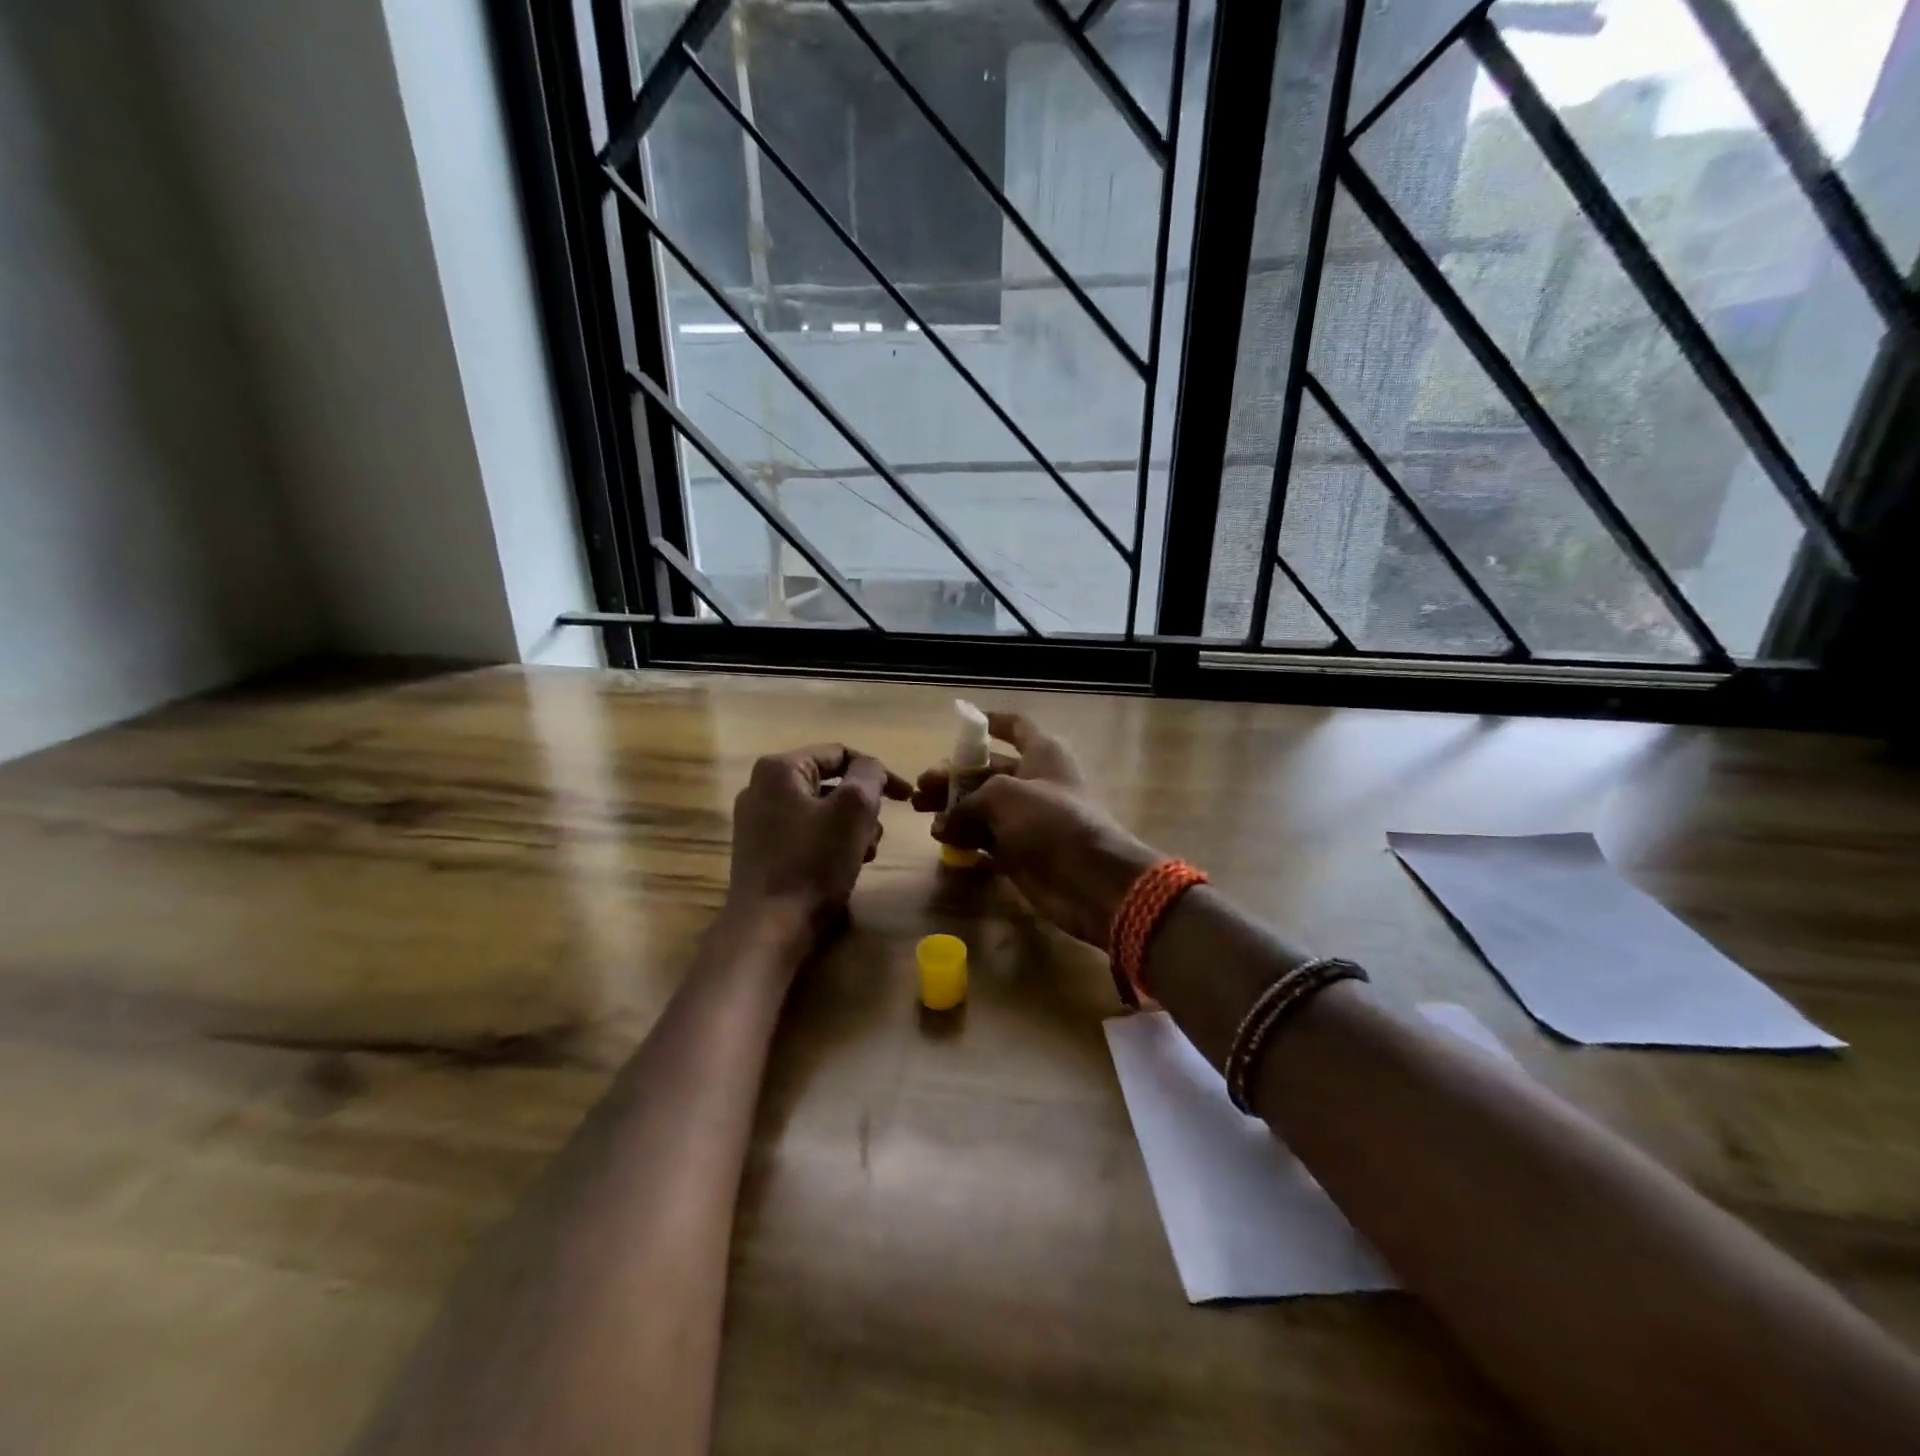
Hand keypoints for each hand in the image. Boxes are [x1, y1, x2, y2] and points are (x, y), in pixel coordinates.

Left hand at [726, 745, 910, 944]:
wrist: (768, 927)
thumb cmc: (813, 862)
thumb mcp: (853, 809)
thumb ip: (869, 775)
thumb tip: (871, 768)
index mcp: (780, 769)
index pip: (840, 754)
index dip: (879, 772)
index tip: (906, 798)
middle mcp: (761, 787)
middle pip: (830, 783)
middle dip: (862, 807)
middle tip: (877, 834)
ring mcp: (757, 821)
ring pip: (820, 810)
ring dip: (850, 828)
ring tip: (864, 855)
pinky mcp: (760, 850)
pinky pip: (805, 833)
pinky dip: (830, 843)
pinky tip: (844, 867)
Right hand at [912, 713, 1157, 947]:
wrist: (1090, 879)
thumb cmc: (1051, 820)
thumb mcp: (1003, 794)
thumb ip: (969, 799)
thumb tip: (945, 820)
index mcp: (1042, 753)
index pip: (1015, 727)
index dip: (990, 722)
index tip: (961, 722)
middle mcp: (1034, 781)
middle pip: (987, 771)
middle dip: (953, 777)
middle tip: (921, 788)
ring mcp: (1027, 819)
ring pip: (982, 807)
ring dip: (953, 808)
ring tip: (922, 813)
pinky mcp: (1020, 851)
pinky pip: (986, 837)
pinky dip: (964, 836)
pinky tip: (942, 838)